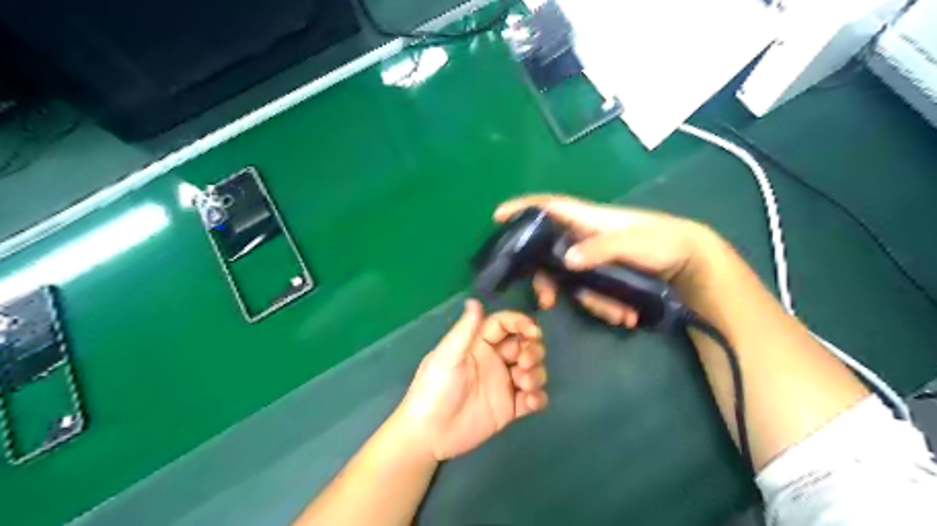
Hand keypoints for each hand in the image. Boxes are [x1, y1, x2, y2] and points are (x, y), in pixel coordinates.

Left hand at [396, 301, 550, 459]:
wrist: (428, 434)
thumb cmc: (434, 389)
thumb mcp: (447, 356)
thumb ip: (465, 330)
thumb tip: (475, 301)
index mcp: (478, 344)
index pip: (504, 325)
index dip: (520, 323)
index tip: (533, 332)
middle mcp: (494, 361)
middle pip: (524, 346)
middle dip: (532, 350)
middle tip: (524, 363)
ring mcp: (503, 384)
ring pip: (532, 370)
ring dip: (536, 373)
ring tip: (524, 385)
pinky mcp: (509, 408)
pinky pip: (532, 398)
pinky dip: (538, 398)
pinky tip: (529, 402)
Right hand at [497, 195, 723, 327]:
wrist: (692, 261)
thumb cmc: (663, 242)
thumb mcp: (634, 243)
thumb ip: (601, 249)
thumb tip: (567, 261)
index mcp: (588, 220)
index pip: (549, 207)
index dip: (523, 208)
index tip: (498, 216)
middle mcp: (585, 237)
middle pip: (549, 253)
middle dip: (546, 279)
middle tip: (545, 301)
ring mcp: (594, 257)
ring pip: (571, 279)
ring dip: (590, 302)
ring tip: (618, 315)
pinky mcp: (605, 274)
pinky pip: (591, 291)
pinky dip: (605, 306)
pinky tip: (625, 315)